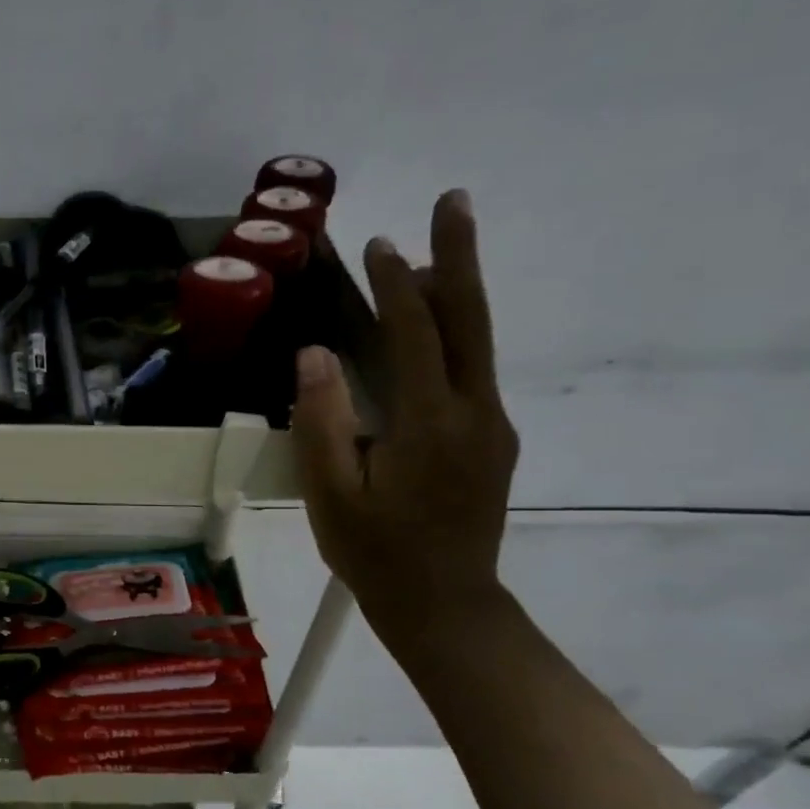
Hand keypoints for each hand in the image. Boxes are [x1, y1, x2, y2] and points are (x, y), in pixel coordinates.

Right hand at [290, 190, 517, 652]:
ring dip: (457, 296)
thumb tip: (314, 354)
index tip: (378, 244)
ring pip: (478, 345)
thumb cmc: (377, 555)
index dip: (396, 285)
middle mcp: (475, 412)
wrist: (446, 607)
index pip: (416, 333)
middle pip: (471, 320)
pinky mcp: (494, 444)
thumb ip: (321, 422)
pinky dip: (454, 339)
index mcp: (431, 423)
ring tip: (431, 261)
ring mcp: (492, 428)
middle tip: (454, 201)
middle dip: (459, 258)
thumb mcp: (331, 495)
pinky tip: (430, 339)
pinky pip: (474, 374)